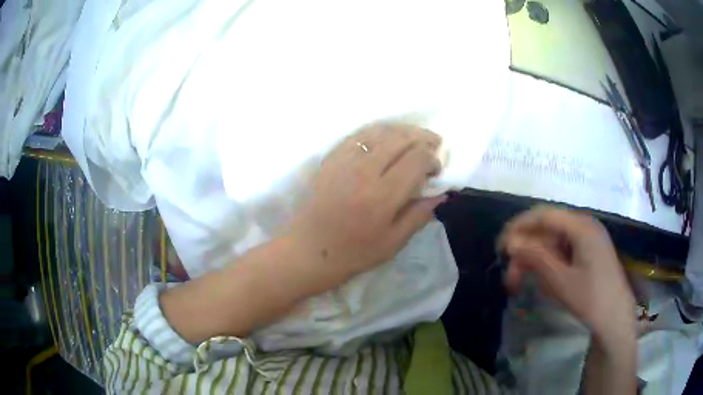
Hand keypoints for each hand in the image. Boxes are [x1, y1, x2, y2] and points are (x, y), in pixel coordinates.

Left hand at [289, 123, 445, 286]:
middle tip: (433, 144)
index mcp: (383, 195)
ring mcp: (345, 161)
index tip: (435, 170)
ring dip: (403, 131)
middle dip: (423, 138)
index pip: (417, 159)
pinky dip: (378, 132)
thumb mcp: (394, 242)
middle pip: (401, 139)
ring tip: (415, 136)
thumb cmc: (354, 251)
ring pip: (381, 132)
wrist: (311, 248)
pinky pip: (359, 135)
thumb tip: (442, 193)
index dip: (432, 159)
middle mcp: (364, 171)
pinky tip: (387, 137)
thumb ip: (419, 215)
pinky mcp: (331, 158)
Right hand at [499, 207, 635, 346]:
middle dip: (526, 250)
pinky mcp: (590, 252)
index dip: (519, 227)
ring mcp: (589, 239)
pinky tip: (542, 281)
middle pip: (548, 229)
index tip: (500, 245)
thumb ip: (536, 257)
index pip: (544, 215)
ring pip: (554, 242)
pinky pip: (564, 251)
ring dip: (536, 259)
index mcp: (581, 226)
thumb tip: (511, 242)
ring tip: (521, 282)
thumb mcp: (560, 280)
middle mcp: (585, 226)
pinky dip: (550, 264)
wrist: (615, 319)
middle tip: (509, 274)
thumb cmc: (591, 299)